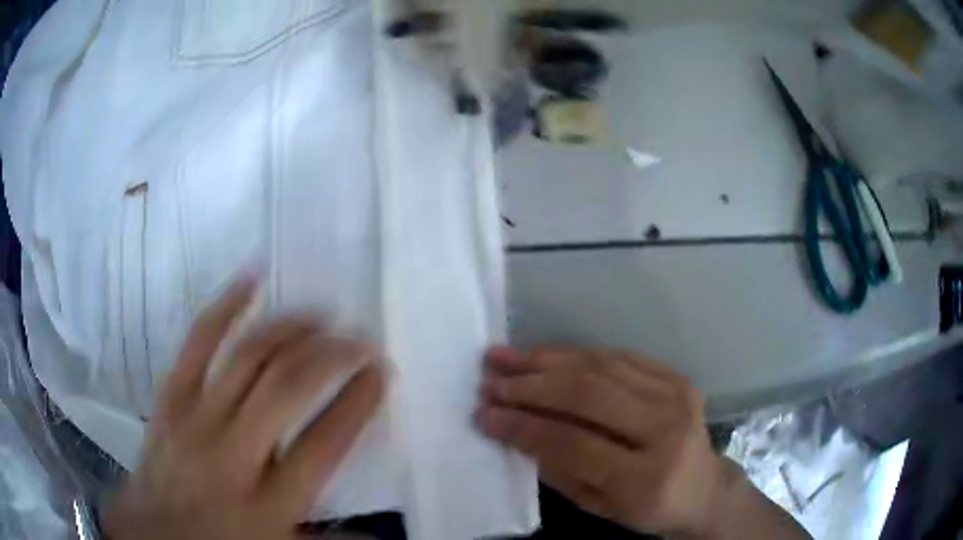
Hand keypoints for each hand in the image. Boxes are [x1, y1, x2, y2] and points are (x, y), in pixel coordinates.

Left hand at [104, 278, 385, 539]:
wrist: (154, 531)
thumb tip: (381, 534)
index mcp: (270, 501)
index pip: (324, 443)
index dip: (358, 400)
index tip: (380, 370)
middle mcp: (235, 453)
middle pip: (287, 387)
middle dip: (332, 354)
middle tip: (359, 338)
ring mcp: (197, 418)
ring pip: (247, 357)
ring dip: (290, 327)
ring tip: (321, 313)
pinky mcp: (171, 397)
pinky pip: (197, 343)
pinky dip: (225, 308)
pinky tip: (250, 280)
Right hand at [476, 347, 725, 536]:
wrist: (703, 487)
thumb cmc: (647, 508)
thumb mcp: (598, 506)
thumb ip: (557, 469)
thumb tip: (513, 429)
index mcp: (646, 478)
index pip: (573, 444)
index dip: (523, 426)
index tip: (484, 414)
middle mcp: (665, 430)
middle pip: (588, 396)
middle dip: (530, 386)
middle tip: (490, 381)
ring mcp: (676, 396)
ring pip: (600, 367)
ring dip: (546, 360)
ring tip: (506, 357)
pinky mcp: (677, 377)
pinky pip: (619, 356)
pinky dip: (576, 354)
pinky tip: (545, 355)